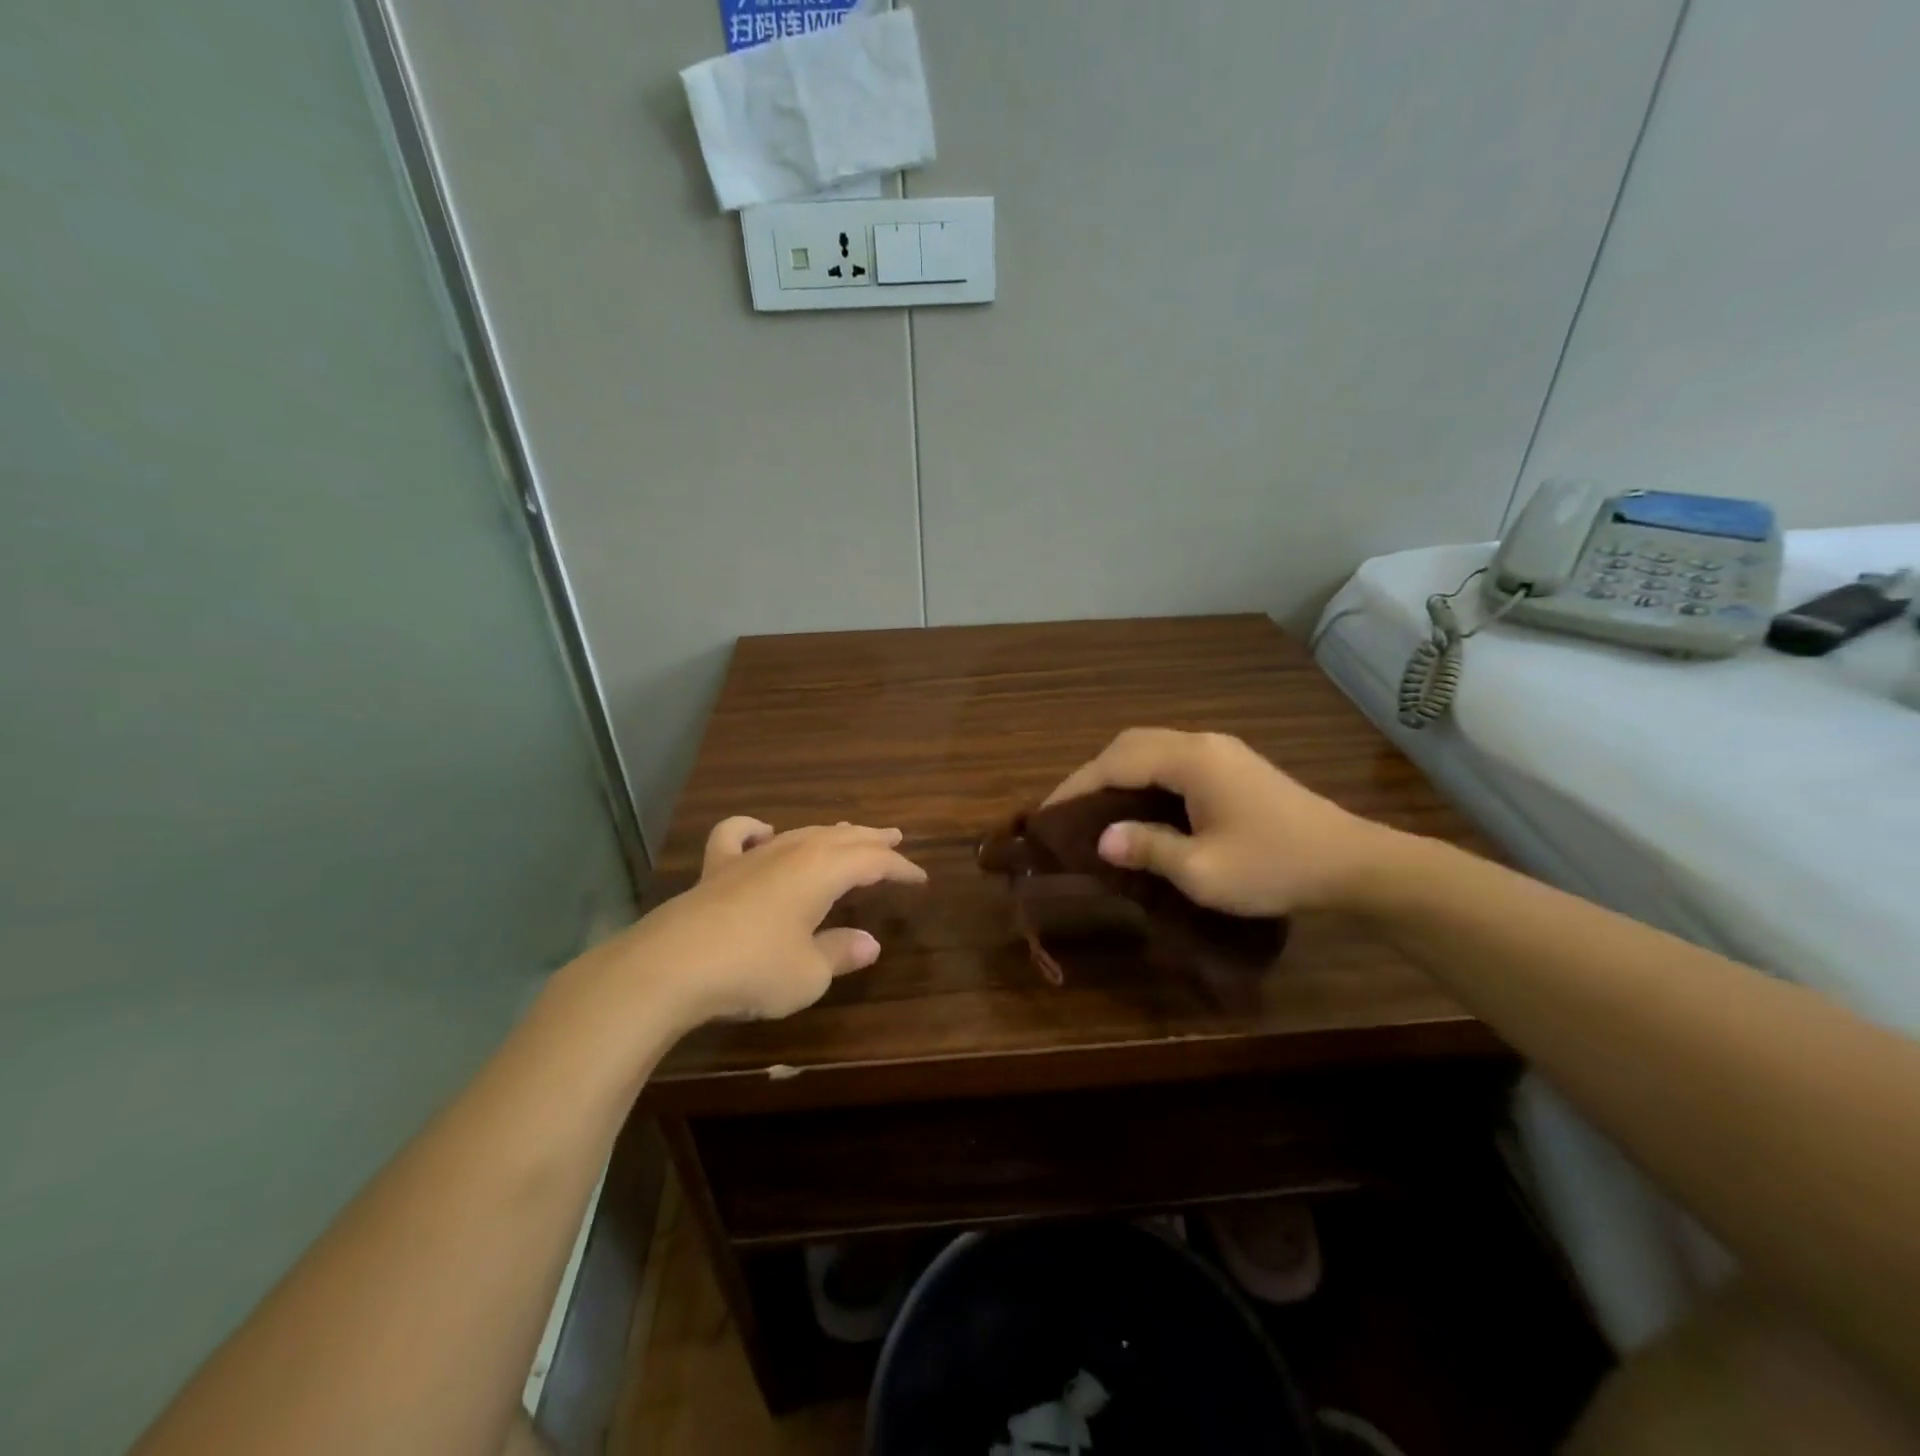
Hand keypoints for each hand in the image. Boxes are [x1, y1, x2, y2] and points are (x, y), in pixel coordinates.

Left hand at [613, 819, 926, 1028]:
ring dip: (830, 832)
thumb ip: (841, 952)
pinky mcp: (716, 869)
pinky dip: (754, 829)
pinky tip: (763, 832)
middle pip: (842, 837)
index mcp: (823, 871)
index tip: (919, 878)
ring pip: (800, 833)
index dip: (900, 868)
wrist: (671, 967)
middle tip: (896, 837)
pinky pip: (737, 835)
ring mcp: (751, 856)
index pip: (874, 862)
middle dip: (871, 839)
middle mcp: (791, 853)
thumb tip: (870, 942)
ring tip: (847, 832)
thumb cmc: (754, 969)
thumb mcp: (810, 972)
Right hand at [1043, 728, 1396, 915]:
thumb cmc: (1275, 867)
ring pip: (1152, 748)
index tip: (1045, 814)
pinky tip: (1140, 807)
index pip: (1116, 762)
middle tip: (1068, 811)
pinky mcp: (1234, 767)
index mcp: (1192, 760)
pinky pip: (1174, 760)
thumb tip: (1102, 839)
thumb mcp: (1204, 871)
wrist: (1352, 864)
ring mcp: (1222, 752)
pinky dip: (1145, 777)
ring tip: (1096, 810)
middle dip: (1093, 774)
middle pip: (1131, 744)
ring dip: (1119, 773)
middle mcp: (1203, 744)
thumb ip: (1148, 848)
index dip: (1076, 786)